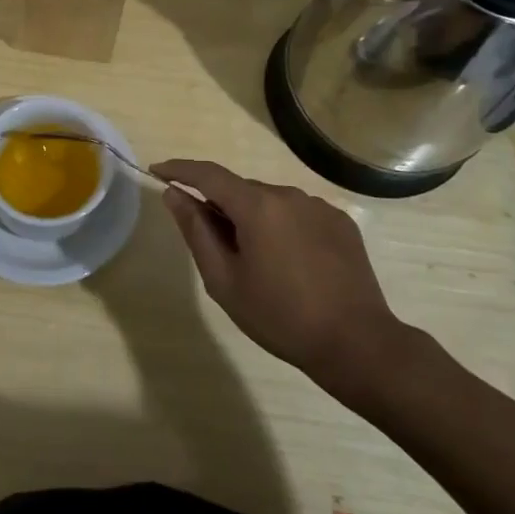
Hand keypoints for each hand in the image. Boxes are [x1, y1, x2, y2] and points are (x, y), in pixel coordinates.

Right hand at [153, 159, 413, 407]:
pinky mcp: (341, 222)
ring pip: (270, 202)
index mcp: (257, 206)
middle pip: (240, 190)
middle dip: (220, 206)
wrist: (357, 344)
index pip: (208, 174)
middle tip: (212, 245)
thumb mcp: (224, 280)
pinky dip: (282, 227)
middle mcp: (289, 194)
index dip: (179, 170)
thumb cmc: (280, 317)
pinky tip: (289, 263)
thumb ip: (196, 231)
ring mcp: (319, 206)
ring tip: (256, 262)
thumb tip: (174, 194)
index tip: (157, 171)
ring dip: (253, 218)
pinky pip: (298, 214)